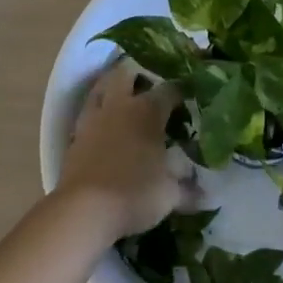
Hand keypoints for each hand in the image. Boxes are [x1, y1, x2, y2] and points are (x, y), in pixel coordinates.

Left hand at [56, 64, 198, 237]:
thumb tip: (207, 194)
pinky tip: (103, 126)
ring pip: (101, 87)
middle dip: (138, 74)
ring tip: (123, 97)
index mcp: (148, 110)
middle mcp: (120, 105)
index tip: (189, 98)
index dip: (181, 91)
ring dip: (111, 86)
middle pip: (127, 72)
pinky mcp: (75, 136)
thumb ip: (188, 189)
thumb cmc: (134, 194)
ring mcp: (94, 118)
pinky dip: (96, 113)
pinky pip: (87, 113)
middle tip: (150, 88)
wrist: (84, 211)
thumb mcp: (169, 195)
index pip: (170, 89)